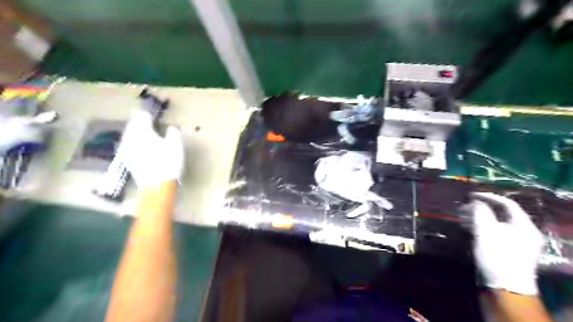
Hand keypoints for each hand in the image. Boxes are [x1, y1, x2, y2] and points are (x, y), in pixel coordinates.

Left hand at [117, 111, 184, 187]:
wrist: (157, 186)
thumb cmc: (168, 162)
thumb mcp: (176, 145)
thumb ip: (173, 132)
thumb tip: (170, 127)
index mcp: (142, 131)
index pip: (142, 116)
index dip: (149, 114)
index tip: (154, 114)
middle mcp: (130, 138)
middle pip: (133, 125)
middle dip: (140, 121)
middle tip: (148, 120)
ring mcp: (127, 149)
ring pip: (129, 135)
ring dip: (136, 131)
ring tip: (145, 132)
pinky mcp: (127, 160)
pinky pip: (129, 145)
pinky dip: (135, 142)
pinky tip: (141, 145)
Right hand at [468, 193, 542, 294]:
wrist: (505, 286)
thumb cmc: (497, 255)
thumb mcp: (486, 230)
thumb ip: (480, 212)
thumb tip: (475, 201)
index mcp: (524, 225)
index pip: (507, 203)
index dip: (488, 196)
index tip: (471, 194)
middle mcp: (523, 231)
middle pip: (500, 213)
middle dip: (480, 208)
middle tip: (463, 207)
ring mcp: (516, 242)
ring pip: (495, 223)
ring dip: (478, 217)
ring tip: (462, 217)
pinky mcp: (507, 250)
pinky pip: (494, 232)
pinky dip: (481, 227)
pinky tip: (469, 228)